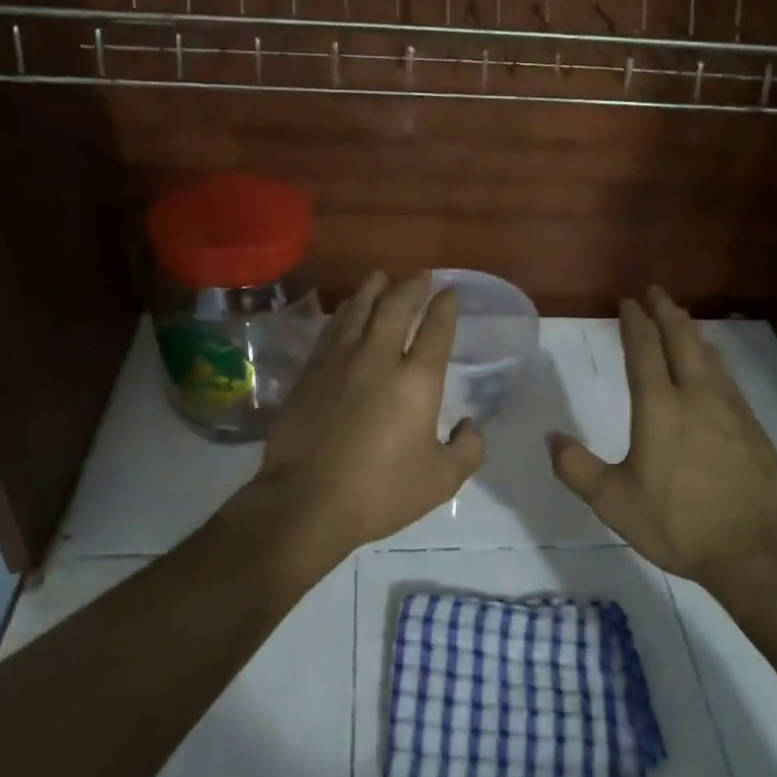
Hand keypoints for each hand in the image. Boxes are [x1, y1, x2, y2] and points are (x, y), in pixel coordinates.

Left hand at [252, 271, 485, 555]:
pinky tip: (346, 311)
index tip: (450, 292)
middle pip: (395, 307)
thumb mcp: (441, 481)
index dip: (445, 306)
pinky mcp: (310, 373)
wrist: (306, 501)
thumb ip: (467, 450)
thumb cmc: (380, 492)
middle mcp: (378, 358)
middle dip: (411, 286)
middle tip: (420, 275)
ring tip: (380, 277)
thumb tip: (470, 427)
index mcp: (416, 380)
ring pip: (358, 310)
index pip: (436, 329)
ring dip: (373, 289)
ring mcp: (339, 361)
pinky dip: (344, 313)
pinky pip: (331, 330)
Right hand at [548, 287, 776, 582]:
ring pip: (709, 357)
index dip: (634, 322)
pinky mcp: (754, 429)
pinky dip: (715, 361)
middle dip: (666, 312)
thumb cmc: (678, 523)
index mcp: (660, 407)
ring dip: (692, 332)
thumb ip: (577, 468)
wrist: (755, 552)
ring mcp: (731, 411)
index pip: (644, 350)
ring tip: (682, 320)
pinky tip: (716, 369)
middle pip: (681, 340)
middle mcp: (697, 397)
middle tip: (655, 292)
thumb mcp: (613, 501)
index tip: (628, 301)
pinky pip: (728, 380)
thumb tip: (552, 439)